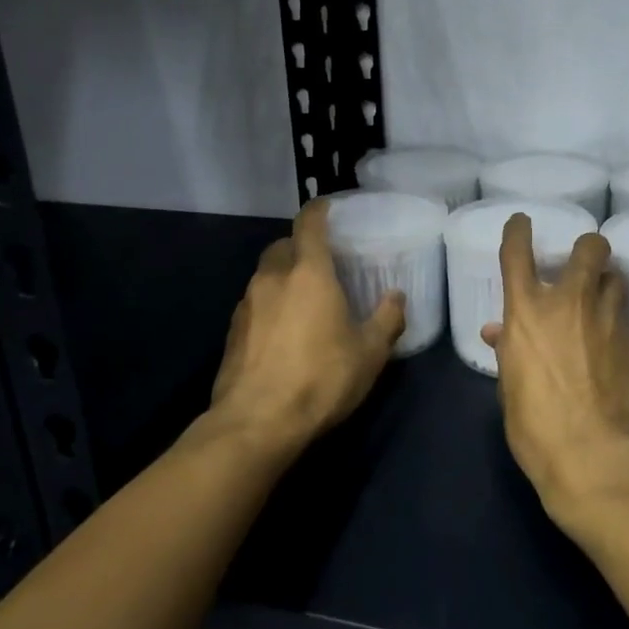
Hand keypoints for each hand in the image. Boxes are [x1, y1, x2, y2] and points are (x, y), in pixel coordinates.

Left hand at [209, 199, 405, 452]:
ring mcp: (246, 305)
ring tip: (303, 300)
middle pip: (282, 246)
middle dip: (299, 246)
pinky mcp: (231, 333)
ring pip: (265, 276)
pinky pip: (253, 304)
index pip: (309, 224)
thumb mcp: (369, 353)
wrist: (256, 423)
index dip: (318, 210)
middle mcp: (273, 279)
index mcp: (309, 273)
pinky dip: (268, 306)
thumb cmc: (321, 379)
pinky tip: (282, 332)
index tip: (327, 206)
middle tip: (321, 262)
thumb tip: (396, 297)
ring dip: (282, 278)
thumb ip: (387, 320)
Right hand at [481, 215, 628, 525]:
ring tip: (601, 303)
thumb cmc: (536, 427)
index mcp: (526, 311)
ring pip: (616, 278)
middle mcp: (569, 303)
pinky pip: (625, 317)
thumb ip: (510, 350)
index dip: (518, 230)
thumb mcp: (511, 387)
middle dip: (589, 248)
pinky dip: (616, 322)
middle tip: (585, 263)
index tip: (522, 222)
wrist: (595, 457)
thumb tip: (500, 333)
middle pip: (590, 248)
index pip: (517, 252)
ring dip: (607, 284)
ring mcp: (607, 319)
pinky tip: (612, 344)